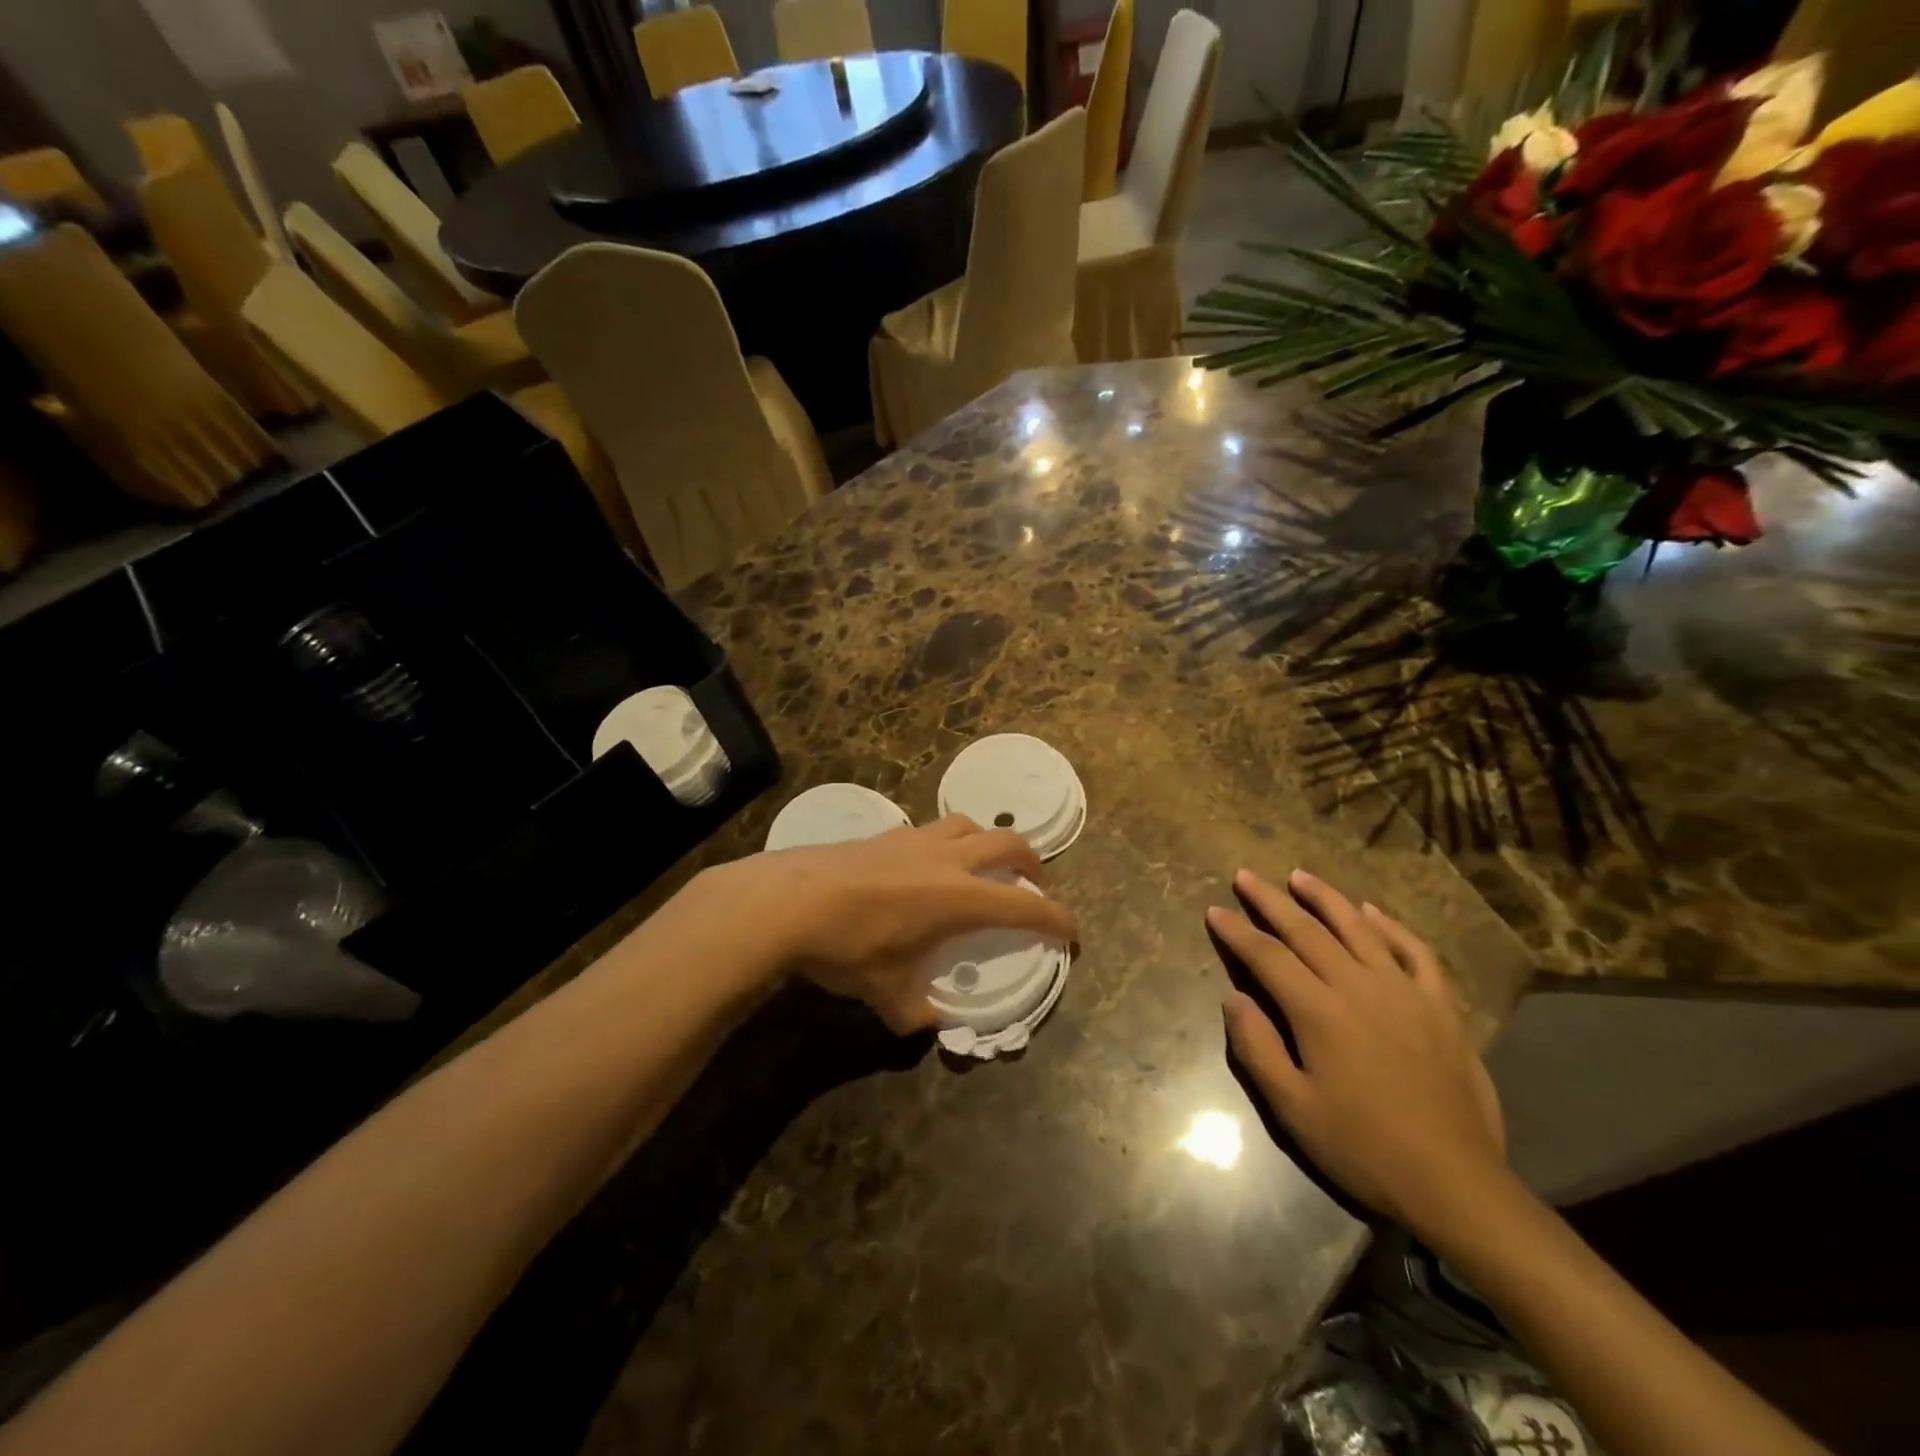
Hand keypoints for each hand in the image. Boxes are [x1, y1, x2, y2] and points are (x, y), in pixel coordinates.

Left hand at [705, 816, 1075, 1032]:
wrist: (790, 900)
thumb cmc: (847, 947)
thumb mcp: (885, 993)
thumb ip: (914, 1012)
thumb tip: (928, 1024)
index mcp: (960, 898)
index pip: (1026, 906)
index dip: (1057, 919)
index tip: (1072, 934)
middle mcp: (948, 859)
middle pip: (1008, 842)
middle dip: (1031, 862)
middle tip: (1032, 883)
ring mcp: (916, 839)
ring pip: (970, 824)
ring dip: (987, 841)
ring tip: (981, 864)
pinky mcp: (887, 833)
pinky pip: (932, 828)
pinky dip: (947, 841)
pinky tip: (926, 865)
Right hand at [1209, 868, 1505, 1237]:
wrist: (1454, 1182)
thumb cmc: (1363, 1147)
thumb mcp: (1292, 1108)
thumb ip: (1256, 1047)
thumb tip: (1233, 998)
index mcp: (1319, 1012)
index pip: (1267, 956)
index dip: (1236, 931)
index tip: (1214, 910)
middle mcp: (1359, 987)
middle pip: (1306, 931)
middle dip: (1270, 900)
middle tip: (1245, 876)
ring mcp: (1405, 992)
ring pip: (1358, 928)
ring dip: (1325, 898)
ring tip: (1300, 876)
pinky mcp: (1440, 1006)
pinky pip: (1415, 951)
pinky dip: (1391, 926)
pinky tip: (1372, 913)